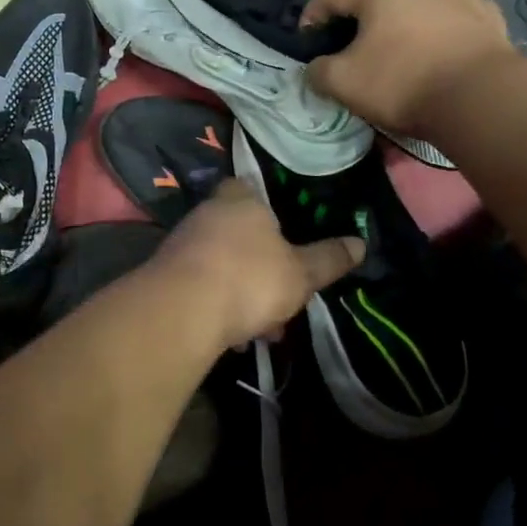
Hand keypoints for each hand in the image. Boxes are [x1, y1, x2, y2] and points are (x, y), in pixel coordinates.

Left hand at [150, 181, 364, 350]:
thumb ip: (328, 259)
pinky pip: (201, 288)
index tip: (284, 234)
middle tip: (282, 298)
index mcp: (239, 199)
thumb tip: (360, 243)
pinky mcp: (165, 275)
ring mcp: (182, 244)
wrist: (181, 311)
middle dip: (261, 267)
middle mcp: (207, 213)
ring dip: (241, 294)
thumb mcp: (300, 273)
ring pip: (221, 265)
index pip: (250, 187)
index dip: (267, 208)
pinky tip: (232, 338)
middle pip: (239, 233)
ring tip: (261, 330)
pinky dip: (217, 308)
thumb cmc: (249, 278)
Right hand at [301, 0, 513, 135]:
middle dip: (374, 1)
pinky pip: (472, 7)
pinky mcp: (492, 18)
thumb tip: (315, 68)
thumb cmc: (402, 84)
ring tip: (420, 19)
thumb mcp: (343, 84)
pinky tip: (456, 33)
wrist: (477, 97)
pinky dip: (460, 16)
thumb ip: (320, 72)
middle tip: (368, 29)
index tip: (308, 34)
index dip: (315, 10)